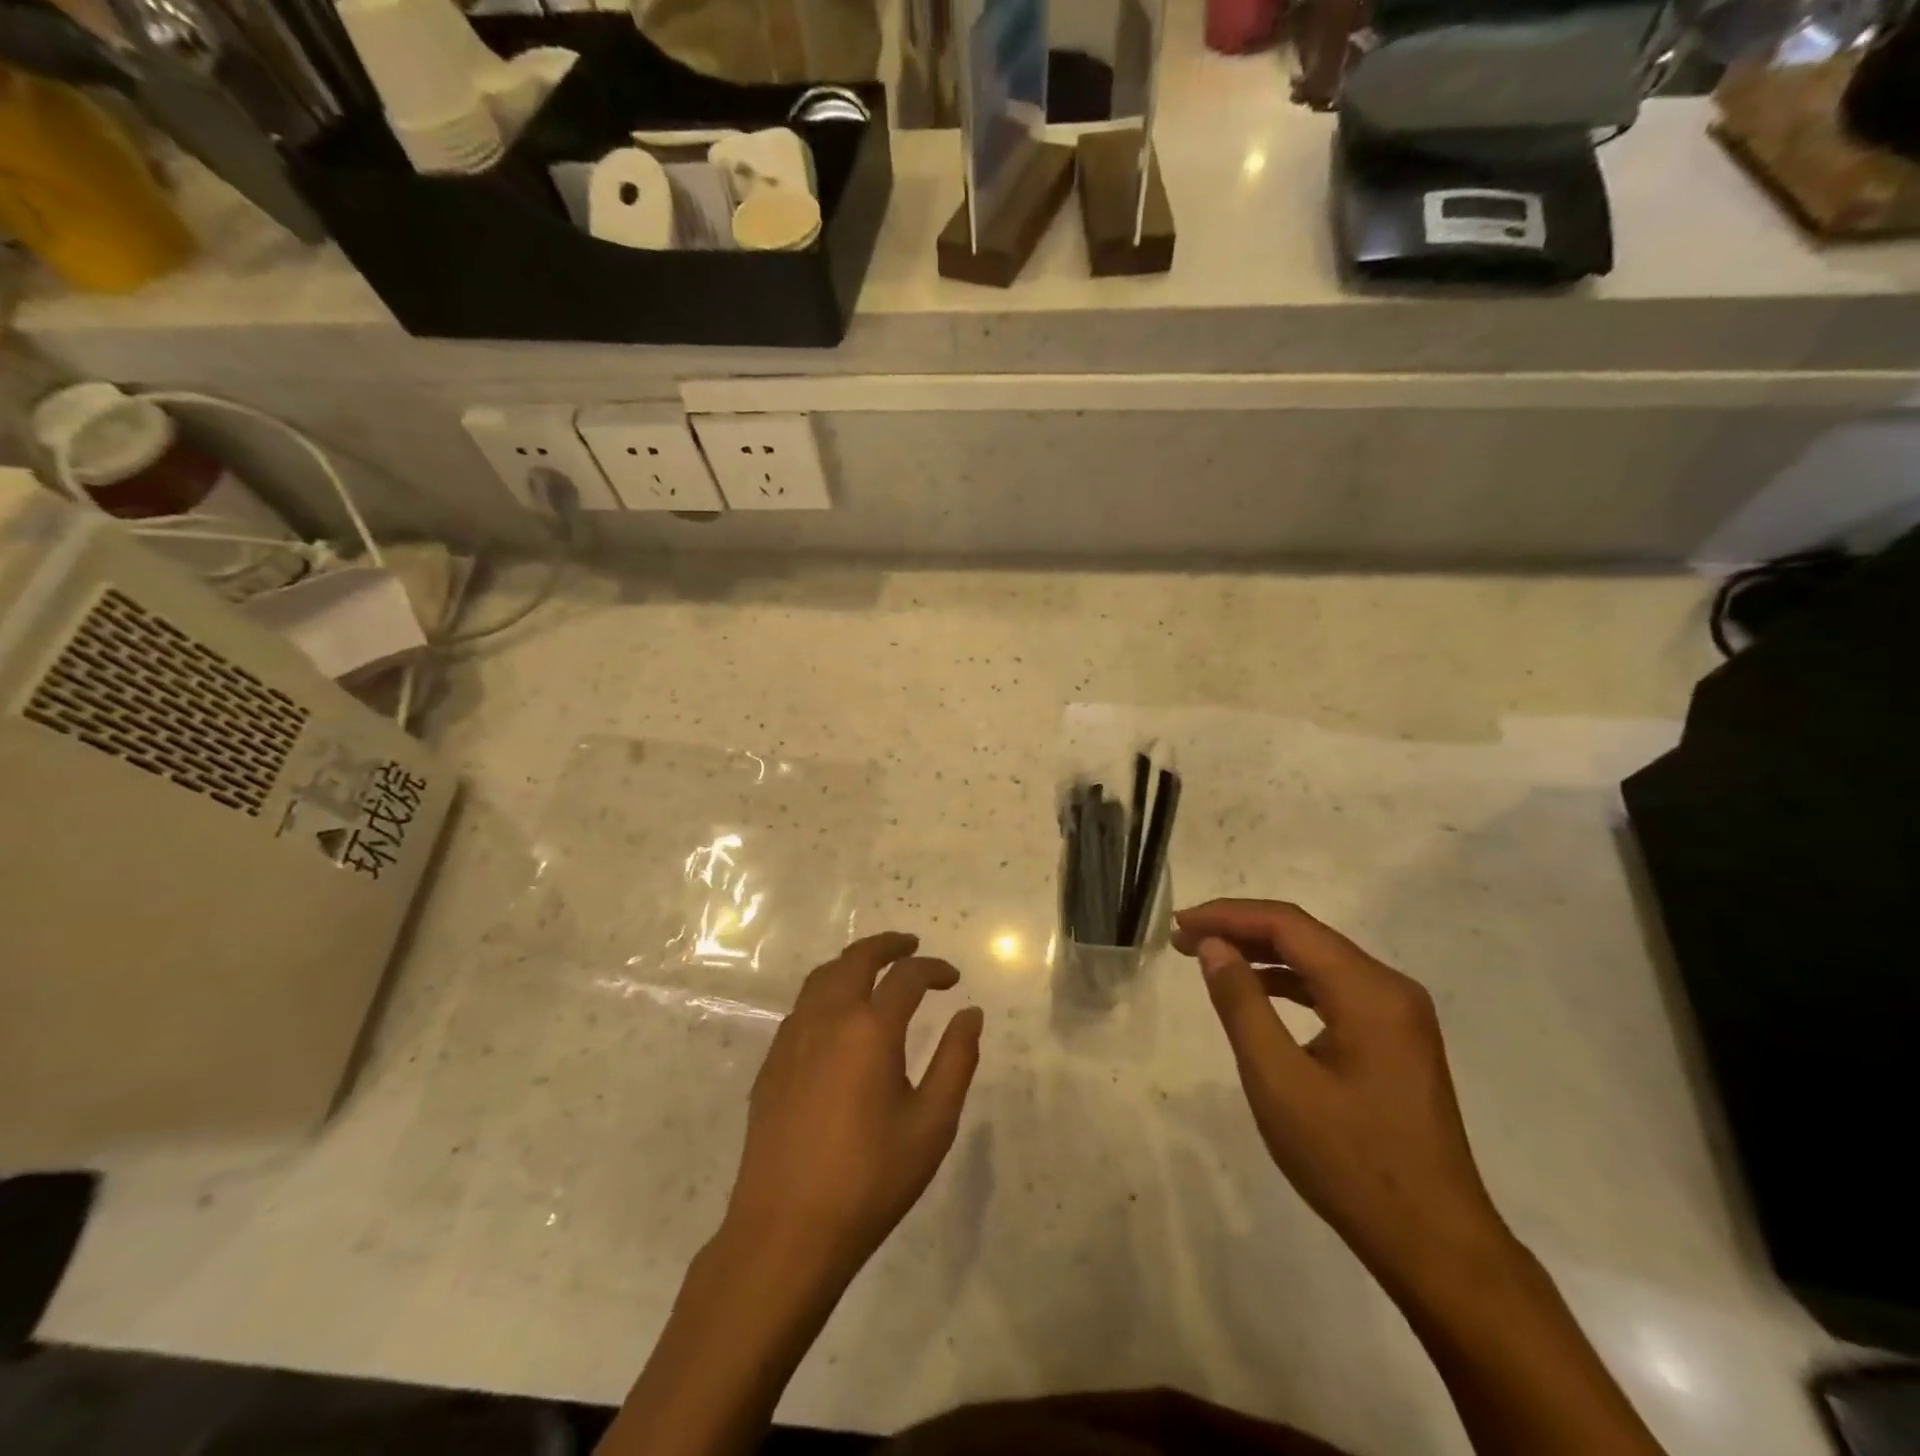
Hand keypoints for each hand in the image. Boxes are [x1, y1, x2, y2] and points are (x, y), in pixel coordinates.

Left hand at [721, 932, 984, 1289]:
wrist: (786, 1231)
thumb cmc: (870, 1179)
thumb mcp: (932, 1124)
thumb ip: (956, 1060)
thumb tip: (970, 1013)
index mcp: (870, 1029)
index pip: (907, 976)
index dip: (934, 969)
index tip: (953, 979)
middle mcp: (827, 1018)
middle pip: (856, 959)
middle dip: (888, 945)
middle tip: (911, 945)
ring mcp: (792, 1038)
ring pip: (823, 977)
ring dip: (853, 962)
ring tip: (875, 969)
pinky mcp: (772, 1062)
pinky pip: (802, 1005)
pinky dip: (827, 990)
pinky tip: (839, 1016)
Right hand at [1172, 900, 1512, 1297]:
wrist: (1436, 1245)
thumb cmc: (1349, 1162)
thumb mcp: (1278, 1081)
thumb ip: (1241, 1004)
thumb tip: (1213, 946)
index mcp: (1369, 991)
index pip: (1288, 925)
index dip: (1228, 915)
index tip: (1179, 923)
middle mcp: (1390, 988)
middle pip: (1305, 935)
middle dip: (1241, 930)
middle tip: (1185, 939)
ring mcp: (1398, 1015)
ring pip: (1319, 960)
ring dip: (1263, 953)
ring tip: (1209, 958)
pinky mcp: (1396, 1039)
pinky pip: (1335, 989)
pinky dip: (1289, 982)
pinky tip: (1258, 992)